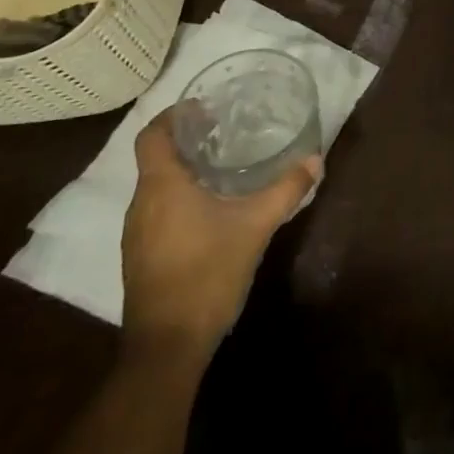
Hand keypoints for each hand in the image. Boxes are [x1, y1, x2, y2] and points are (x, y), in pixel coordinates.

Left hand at [121, 107, 319, 361]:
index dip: (174, 115)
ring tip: (225, 164)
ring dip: (185, 170)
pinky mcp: (142, 256)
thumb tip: (315, 160)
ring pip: (157, 186)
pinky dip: (181, 196)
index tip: (205, 107)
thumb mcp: (256, 226)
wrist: (168, 347)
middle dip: (188, 140)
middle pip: (155, 158)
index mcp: (161, 187)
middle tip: (227, 130)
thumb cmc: (207, 273)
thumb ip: (286, 189)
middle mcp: (141, 205)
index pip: (152, 135)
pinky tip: (213, 207)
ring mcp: (137, 234)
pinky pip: (158, 210)